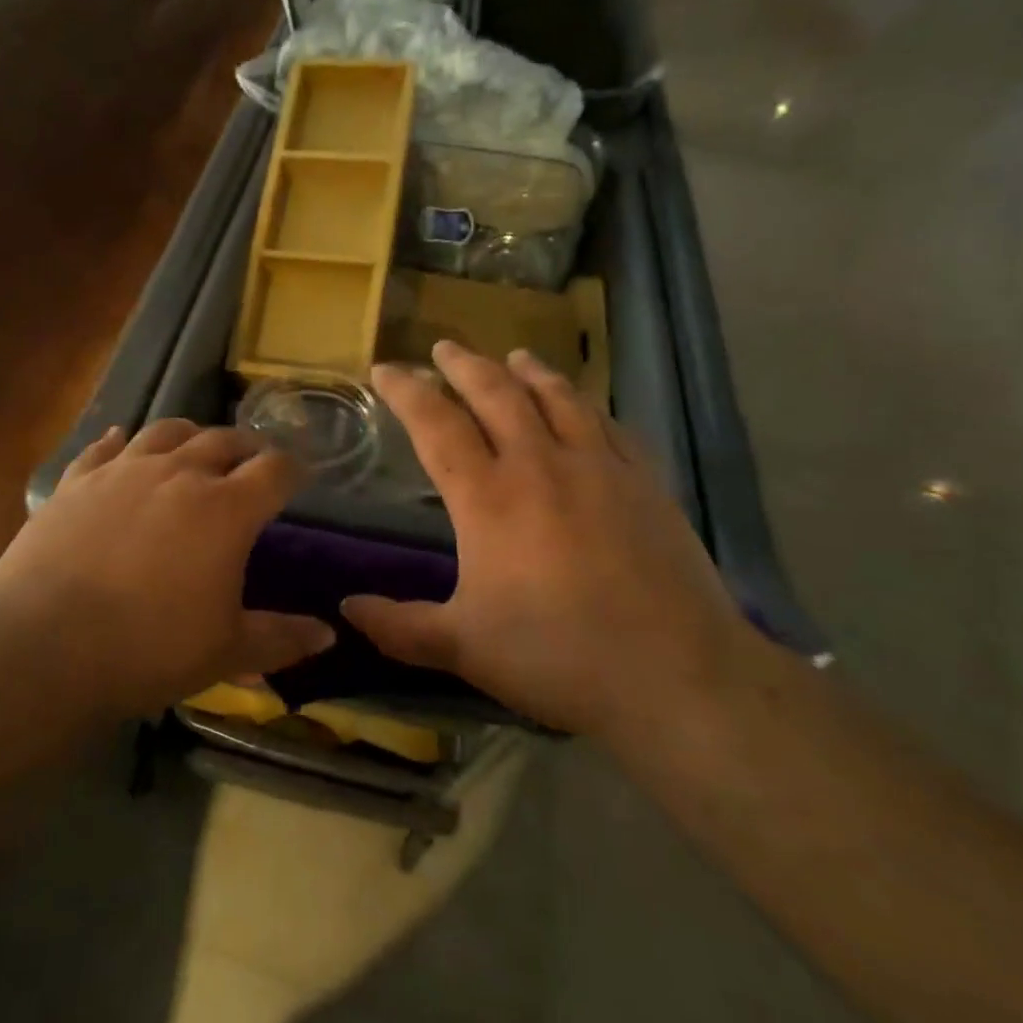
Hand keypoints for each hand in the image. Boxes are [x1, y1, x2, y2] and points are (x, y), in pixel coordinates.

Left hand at [0, 419, 333, 718]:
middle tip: (252, 461)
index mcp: (226, 509)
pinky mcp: (77, 480)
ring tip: (195, 445)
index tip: (300, 476)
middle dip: (246, 447)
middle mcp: (179, 473)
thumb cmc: (147, 650)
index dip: (294, 469)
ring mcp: (124, 470)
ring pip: (167, 431)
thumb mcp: (225, 652)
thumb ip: (280, 639)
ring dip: (190, 434)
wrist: (42, 647)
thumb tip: (328, 634)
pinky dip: (120, 441)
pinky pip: (104, 447)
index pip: (275, 470)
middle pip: (224, 440)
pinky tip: (121, 440)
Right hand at [343, 342, 750, 735]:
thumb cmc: (557, 656)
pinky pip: (609, 424)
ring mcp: (599, 467)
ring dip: (529, 371)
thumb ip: (399, 626)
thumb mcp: (464, 648)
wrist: (676, 675)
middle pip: (496, 394)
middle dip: (464, 365)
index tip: (385, 369)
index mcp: (488, 498)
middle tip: (444, 347)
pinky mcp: (644, 482)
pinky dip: (586, 404)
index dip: (406, 392)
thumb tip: (346, 609)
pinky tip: (583, 404)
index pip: (436, 424)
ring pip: (557, 398)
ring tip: (514, 355)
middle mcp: (540, 465)